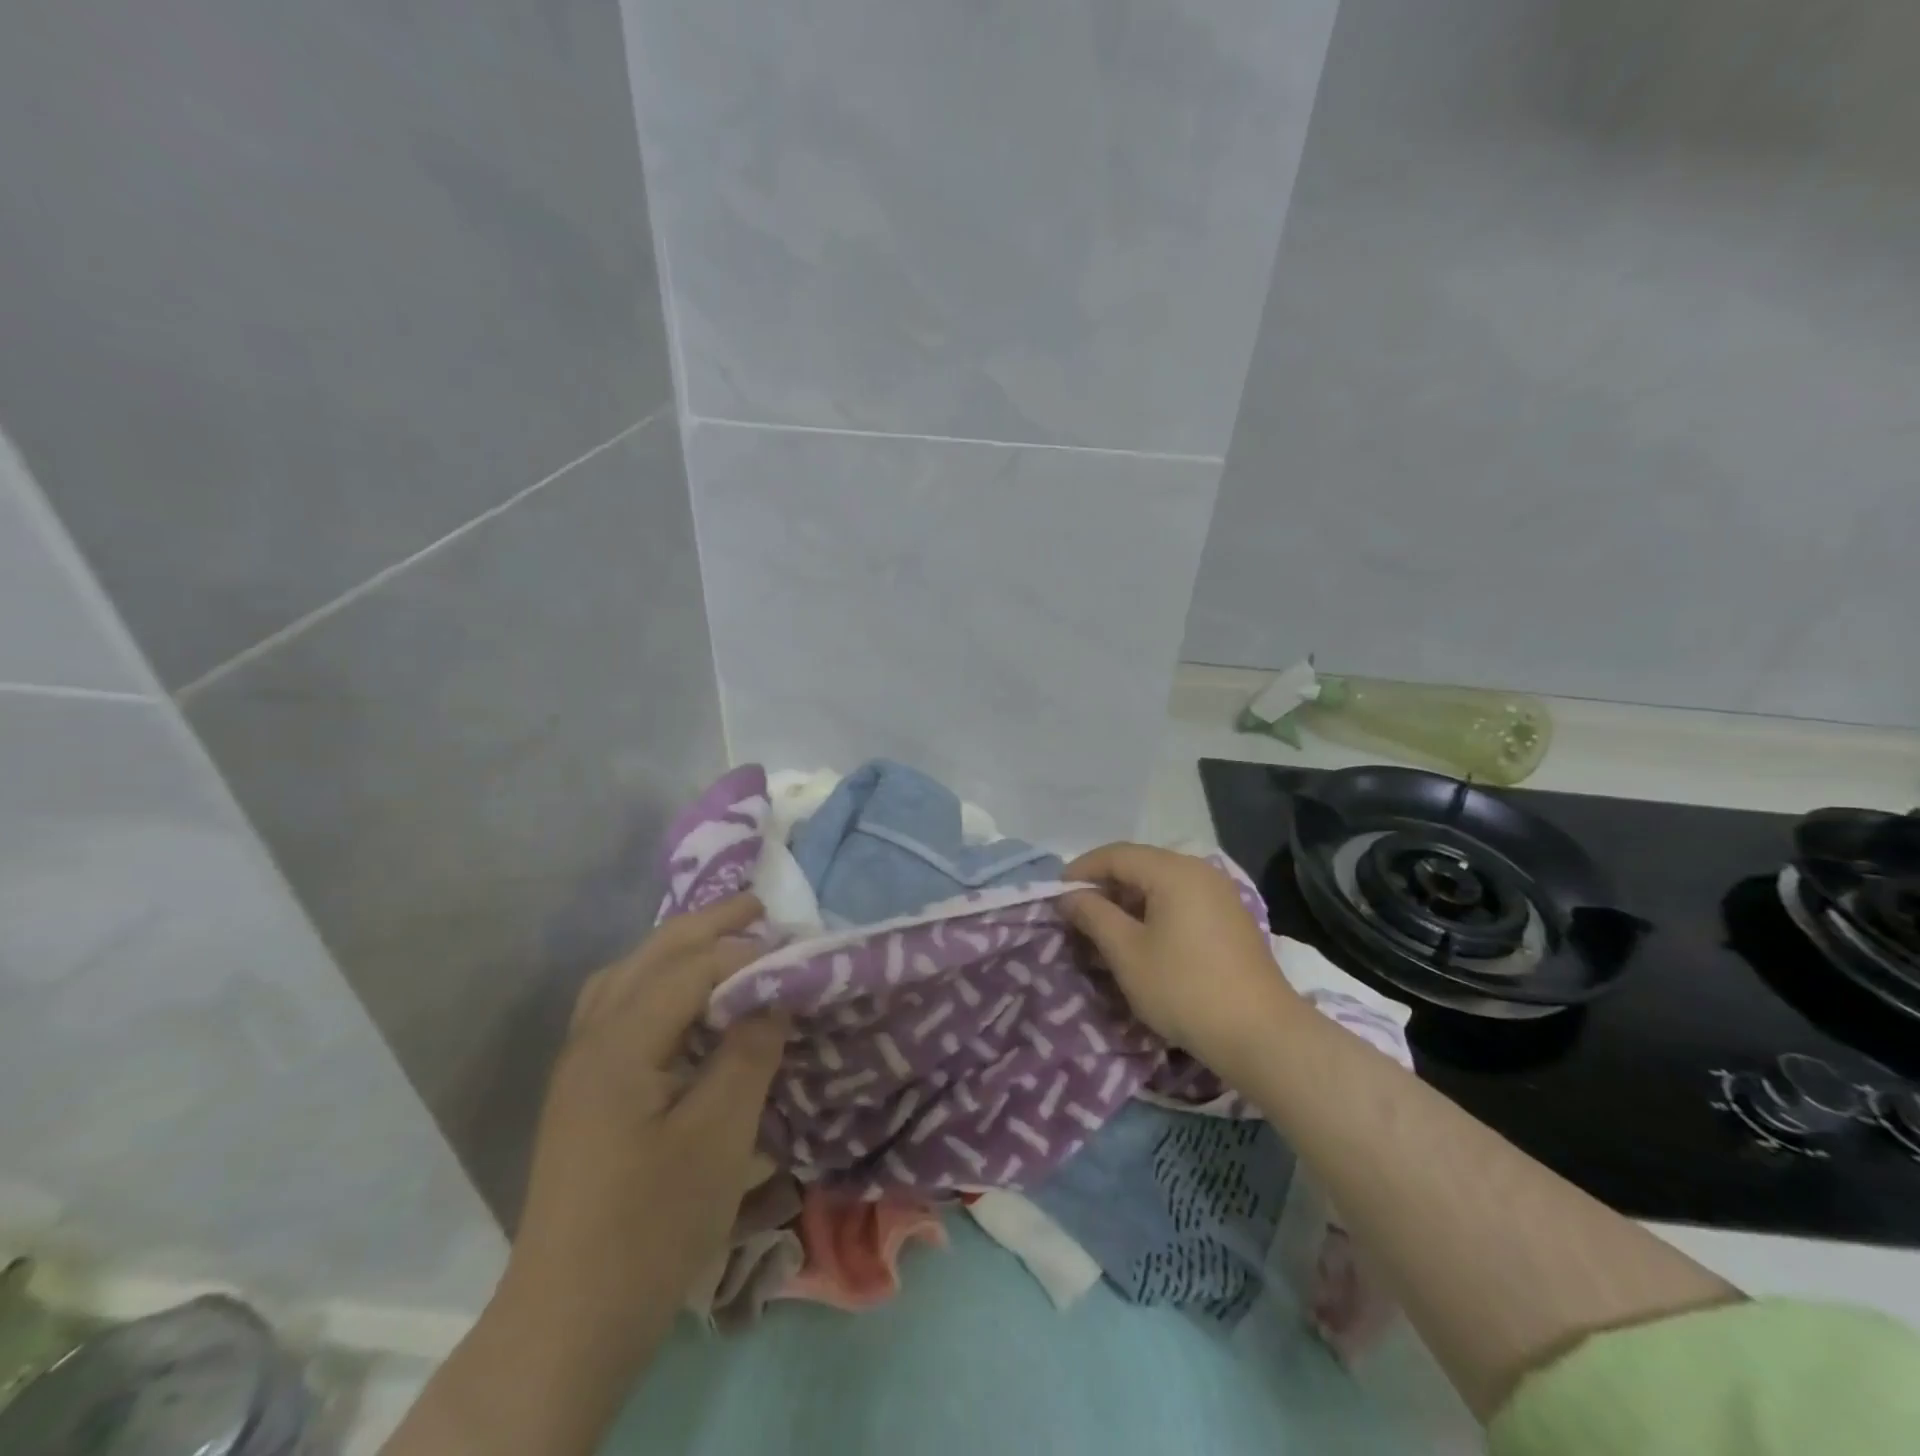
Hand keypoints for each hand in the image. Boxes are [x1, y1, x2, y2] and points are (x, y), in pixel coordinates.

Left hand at [501, 893, 787, 1359]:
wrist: (570, 1320)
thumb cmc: (653, 1226)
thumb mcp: (720, 1136)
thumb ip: (749, 1051)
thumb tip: (776, 992)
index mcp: (620, 1043)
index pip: (691, 968)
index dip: (748, 952)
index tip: (798, 953)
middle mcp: (591, 1038)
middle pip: (651, 956)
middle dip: (708, 924)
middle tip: (761, 905)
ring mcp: (579, 1064)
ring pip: (627, 975)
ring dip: (677, 948)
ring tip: (724, 939)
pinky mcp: (582, 1089)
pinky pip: (618, 1006)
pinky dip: (656, 981)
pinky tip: (683, 999)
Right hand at [1061, 843, 1303, 1072]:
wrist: (1262, 1035)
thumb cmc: (1185, 989)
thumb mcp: (1127, 953)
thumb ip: (1093, 916)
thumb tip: (1068, 896)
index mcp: (1173, 870)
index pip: (1116, 854)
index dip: (1081, 870)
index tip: (1056, 894)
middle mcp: (1199, 871)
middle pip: (1139, 865)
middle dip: (1104, 886)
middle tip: (1077, 914)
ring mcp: (1220, 893)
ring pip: (1160, 884)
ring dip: (1128, 901)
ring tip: (1104, 930)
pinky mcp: (1230, 918)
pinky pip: (1181, 900)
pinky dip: (1154, 912)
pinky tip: (1141, 940)